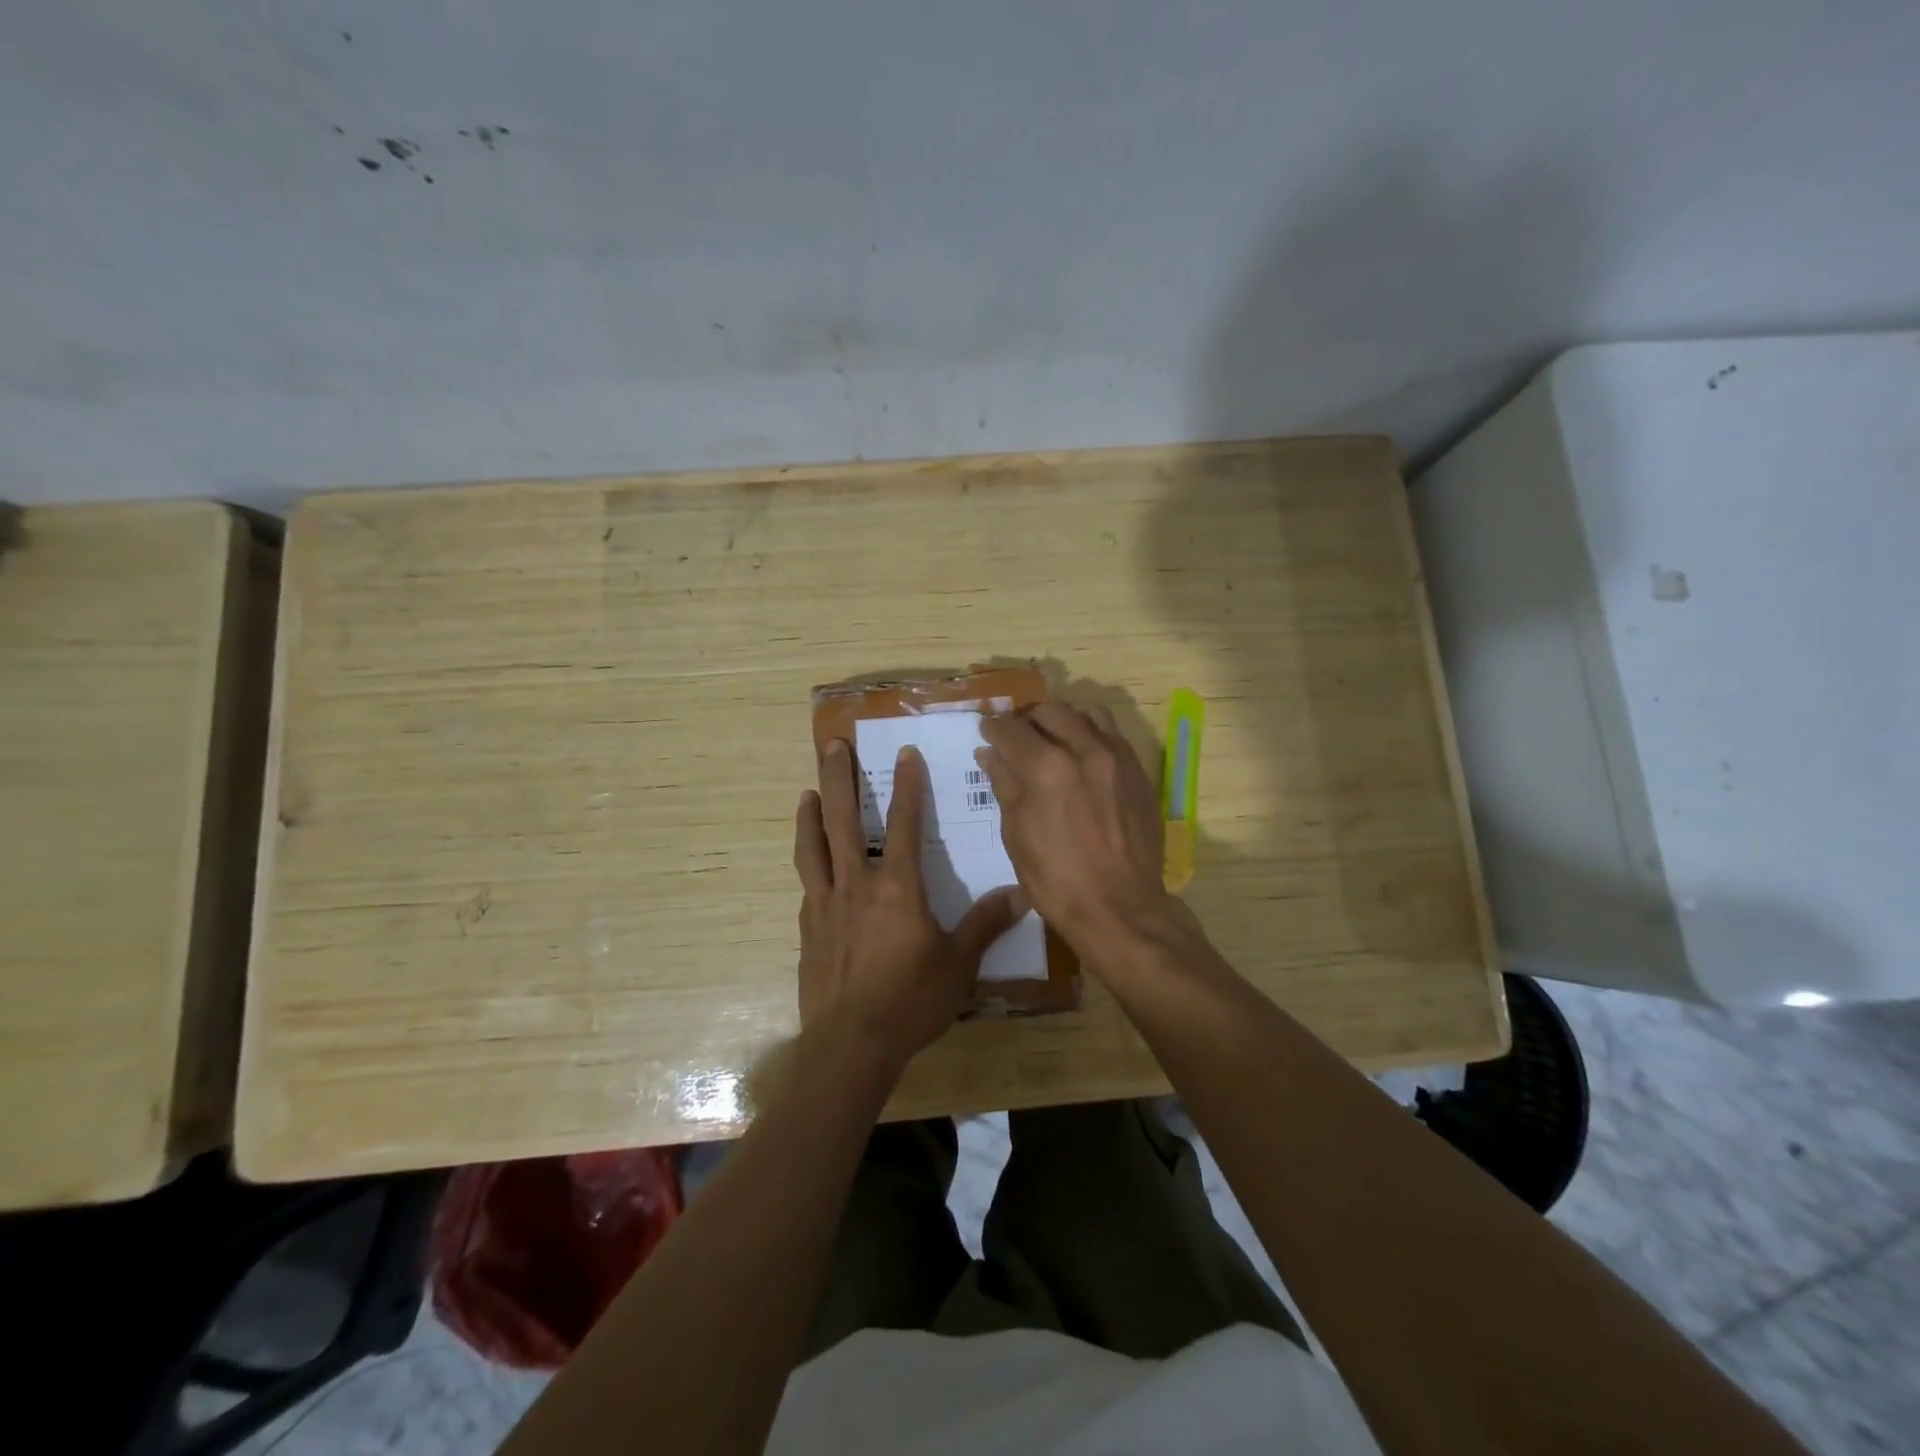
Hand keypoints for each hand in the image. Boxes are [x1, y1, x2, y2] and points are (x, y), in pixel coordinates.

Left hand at [794, 740, 1026, 1072]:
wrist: (850, 1045)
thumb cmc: (910, 1001)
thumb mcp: (958, 964)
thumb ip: (985, 924)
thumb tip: (1022, 893)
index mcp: (896, 887)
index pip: (903, 823)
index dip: (907, 785)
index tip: (905, 752)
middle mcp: (856, 884)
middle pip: (843, 820)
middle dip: (839, 778)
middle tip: (832, 745)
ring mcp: (825, 905)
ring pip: (812, 848)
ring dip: (810, 815)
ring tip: (807, 792)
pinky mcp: (808, 930)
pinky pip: (807, 886)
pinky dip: (809, 866)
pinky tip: (812, 869)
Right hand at [974, 704, 1177, 954]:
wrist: (1120, 907)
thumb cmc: (1056, 879)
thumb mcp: (1017, 834)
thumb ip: (1004, 785)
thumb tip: (990, 753)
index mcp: (1046, 767)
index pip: (1011, 729)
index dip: (993, 728)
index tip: (987, 732)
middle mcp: (1083, 750)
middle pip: (1049, 711)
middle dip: (1028, 720)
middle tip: (1018, 738)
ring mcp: (1117, 758)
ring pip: (1086, 714)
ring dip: (1064, 721)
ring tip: (1054, 741)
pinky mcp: (1138, 771)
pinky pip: (1113, 735)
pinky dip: (1092, 735)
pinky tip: (1084, 758)